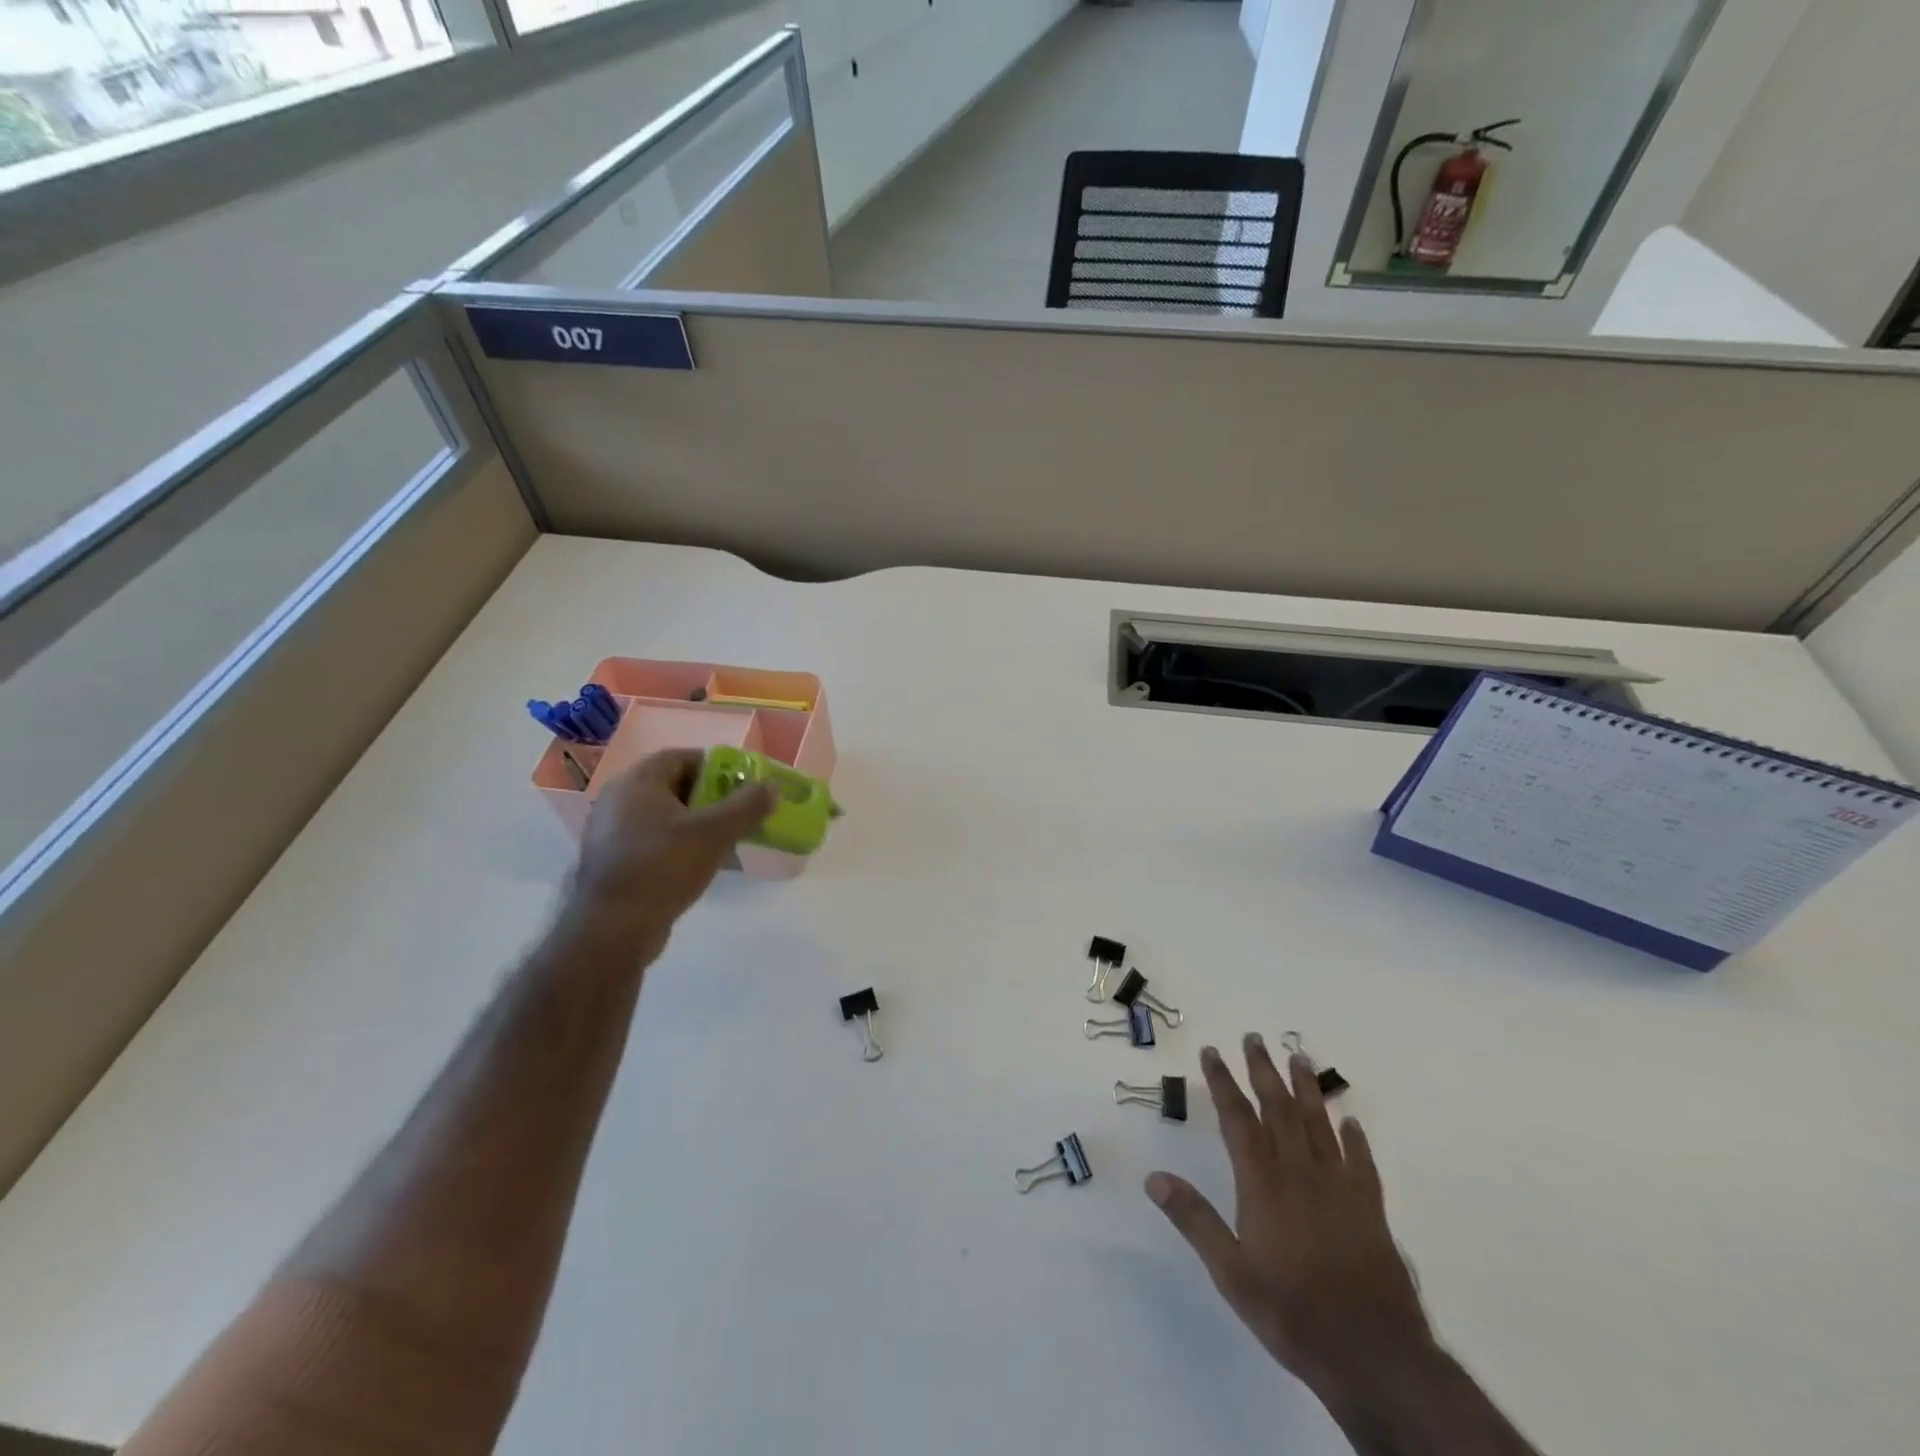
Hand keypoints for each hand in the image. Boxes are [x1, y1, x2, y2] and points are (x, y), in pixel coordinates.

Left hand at [567, 748, 775, 955]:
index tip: (741, 783)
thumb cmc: (664, 866)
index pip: (680, 757)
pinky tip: (698, 863)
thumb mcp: (716, 833)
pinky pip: (651, 840)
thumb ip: (748, 806)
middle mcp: (617, 799)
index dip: (714, 766)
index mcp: (637, 782)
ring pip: (662, 816)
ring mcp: (609, 832)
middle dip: (708, 796)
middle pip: (671, 786)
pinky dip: (676, 844)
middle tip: (738, 811)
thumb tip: (772, 786)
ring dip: (694, 822)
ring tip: (724, 839)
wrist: (614, 927)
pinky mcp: (611, 862)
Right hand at [1146, 1037, 1432, 1399]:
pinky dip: (1355, 1139)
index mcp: (1263, 1185)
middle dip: (1263, 1070)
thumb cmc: (1293, 1313)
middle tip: (1253, 1037)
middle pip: (1279, 1109)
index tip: (1212, 1051)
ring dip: (1307, 1089)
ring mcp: (1339, 1189)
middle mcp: (1300, 1174)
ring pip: (1319, 1125)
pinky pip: (1362, 1163)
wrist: (1375, 1357)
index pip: (1238, 1120)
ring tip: (1298, 1057)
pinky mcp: (1370, 1210)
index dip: (1223, 1082)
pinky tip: (1351, 1122)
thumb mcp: (1232, 1274)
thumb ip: (1194, 1221)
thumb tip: (1153, 1178)